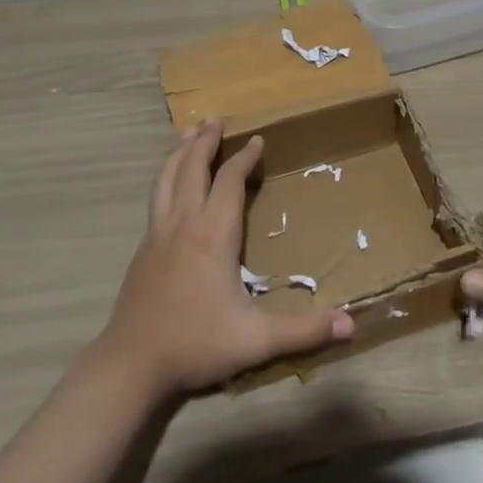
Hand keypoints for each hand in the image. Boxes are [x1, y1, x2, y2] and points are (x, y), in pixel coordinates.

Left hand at [101, 118, 352, 395]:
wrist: (131, 364)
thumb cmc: (195, 344)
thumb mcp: (256, 341)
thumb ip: (304, 331)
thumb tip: (352, 325)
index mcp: (213, 235)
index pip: (229, 182)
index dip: (244, 158)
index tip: (258, 140)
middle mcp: (184, 223)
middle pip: (192, 168)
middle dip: (205, 141)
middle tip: (216, 119)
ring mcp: (158, 233)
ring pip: (167, 178)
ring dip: (179, 151)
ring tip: (188, 131)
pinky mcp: (143, 248)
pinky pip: (156, 197)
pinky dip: (165, 175)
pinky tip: (169, 181)